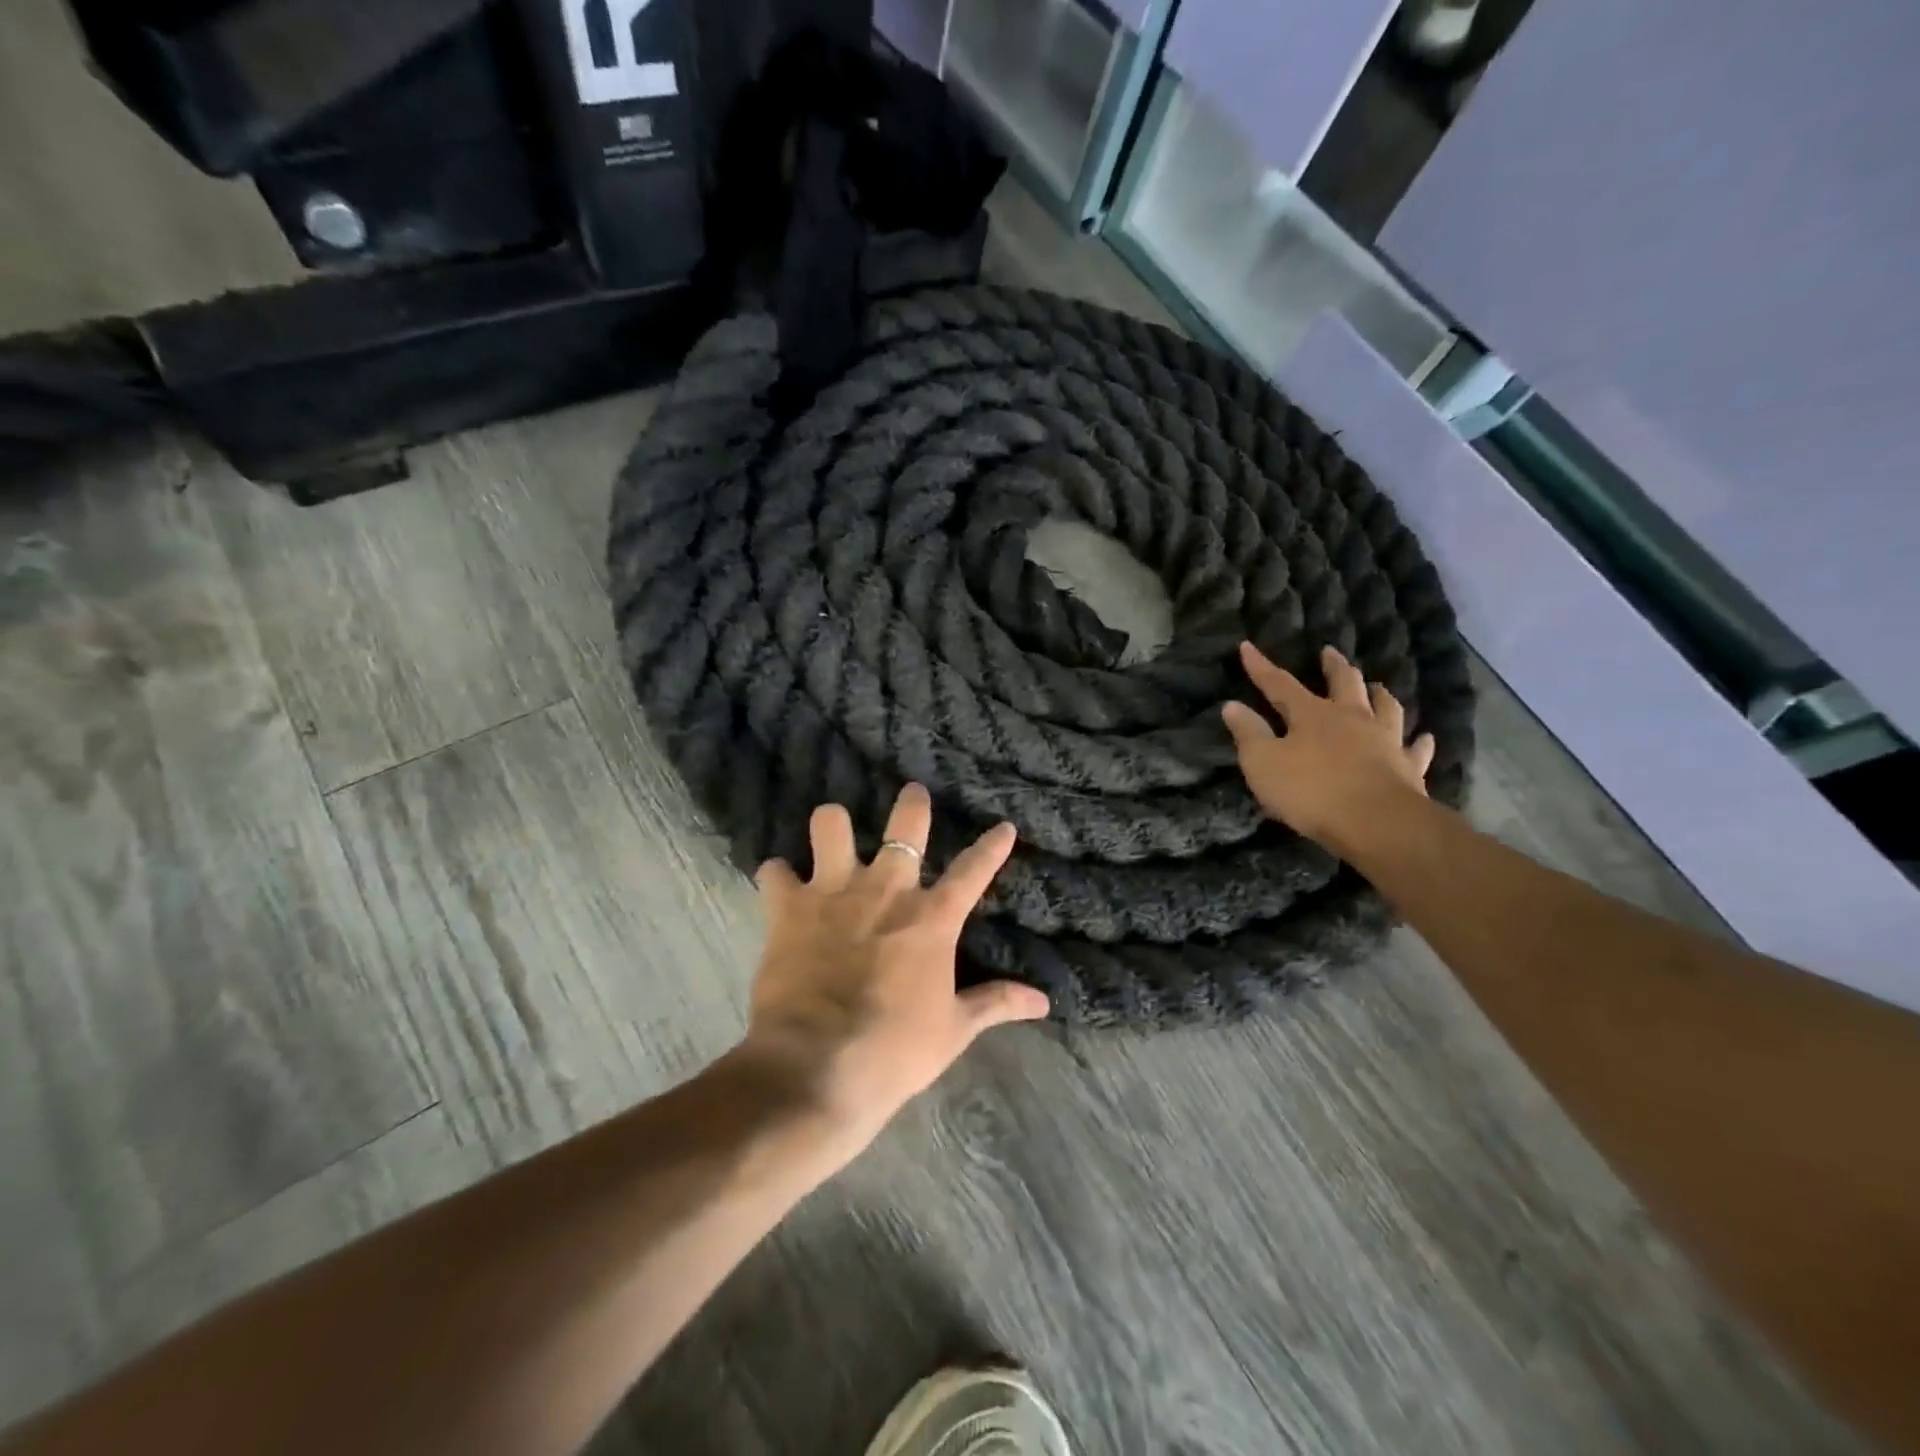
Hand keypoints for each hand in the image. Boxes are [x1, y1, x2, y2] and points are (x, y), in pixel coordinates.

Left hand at [739, 784, 1048, 1147]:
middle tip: (912, 793)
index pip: (974, 870)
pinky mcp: (788, 909)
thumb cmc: (895, 1051)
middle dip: (912, 803)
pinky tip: (779, 885)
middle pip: (906, 825)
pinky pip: (774, 873)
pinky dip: (777, 877)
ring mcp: (834, 893)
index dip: (993, 846)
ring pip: (831, 825)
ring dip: (832, 827)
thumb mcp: (954, 1030)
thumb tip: (1043, 1002)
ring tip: (832, 833)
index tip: (1004, 827)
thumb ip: (996, 1003)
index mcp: (932, 918)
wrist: (817, 1068)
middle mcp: (886, 890)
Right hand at [1223, 642, 1434, 854]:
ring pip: (1386, 708)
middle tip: (1330, 652)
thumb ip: (1248, 734)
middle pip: (1345, 683)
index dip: (1261, 667)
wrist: (1377, 823)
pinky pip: (1416, 749)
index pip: (1280, 684)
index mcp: (1312, 715)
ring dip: (1379, 695)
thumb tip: (1232, 705)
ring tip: (1377, 687)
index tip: (1247, 647)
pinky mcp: (1408, 768)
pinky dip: (1419, 742)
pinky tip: (1424, 737)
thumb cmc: (1311, 791)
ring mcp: (1385, 741)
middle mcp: (1352, 718)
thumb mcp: (1263, 763)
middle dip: (1333, 667)